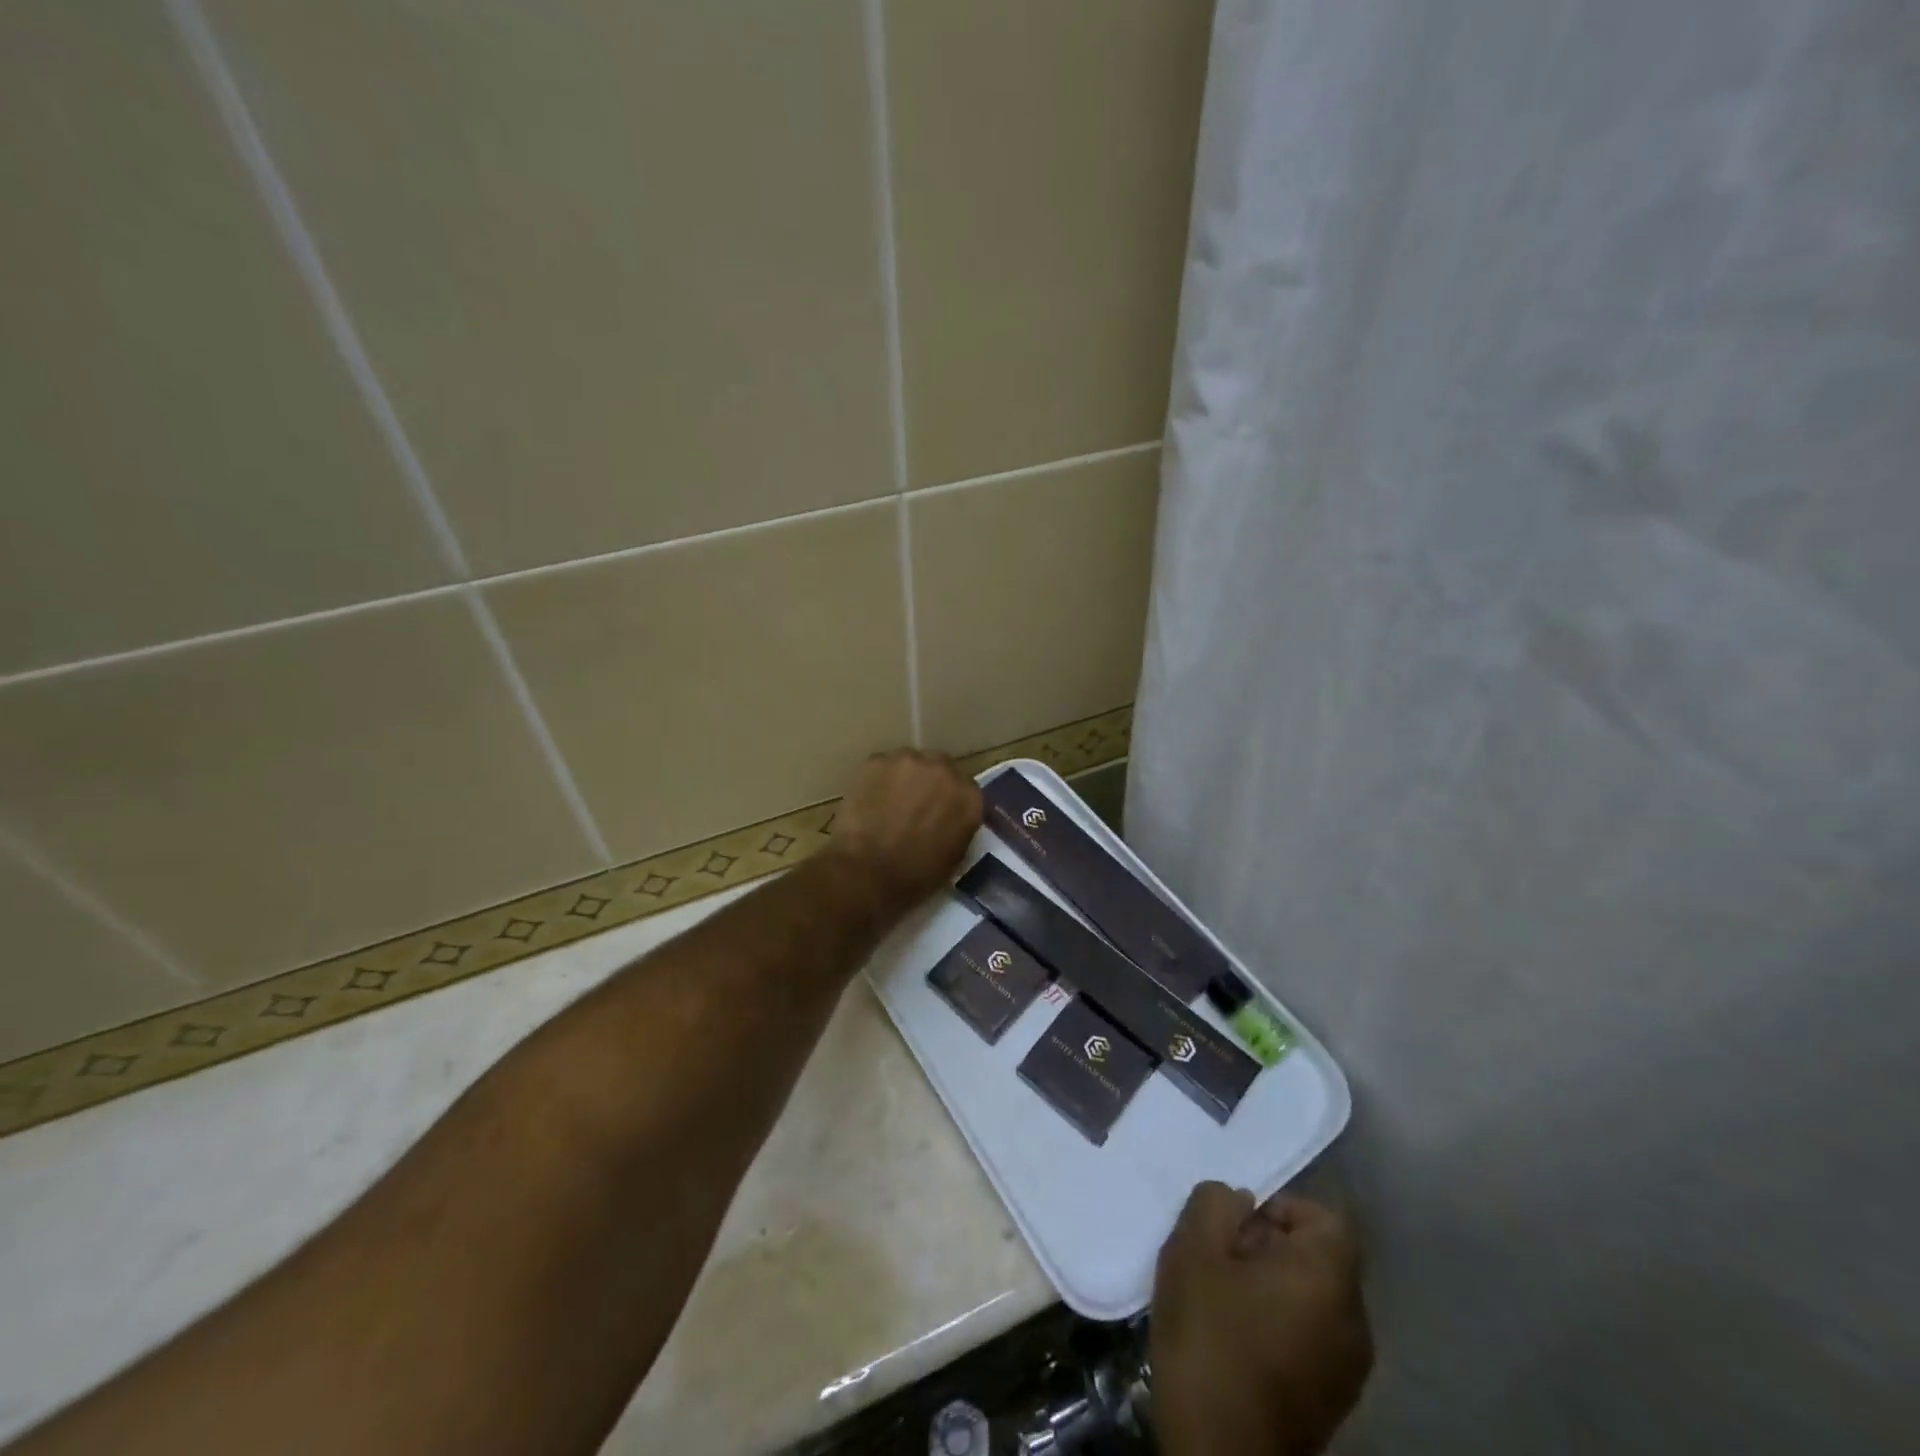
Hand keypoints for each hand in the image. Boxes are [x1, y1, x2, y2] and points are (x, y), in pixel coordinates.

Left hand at [830, 749, 982, 911]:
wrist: (867, 873)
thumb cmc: (915, 876)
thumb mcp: (954, 857)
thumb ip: (958, 827)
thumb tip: (948, 820)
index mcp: (969, 796)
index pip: (965, 790)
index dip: (950, 801)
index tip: (939, 813)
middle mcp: (944, 770)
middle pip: (940, 768)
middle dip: (929, 784)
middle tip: (913, 807)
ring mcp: (909, 760)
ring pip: (909, 764)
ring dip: (903, 779)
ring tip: (888, 804)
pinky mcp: (877, 760)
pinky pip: (882, 767)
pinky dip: (877, 781)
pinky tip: (868, 802)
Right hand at [1150, 1183, 1372, 1455]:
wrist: (1222, 1452)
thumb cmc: (1211, 1337)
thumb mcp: (1194, 1248)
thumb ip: (1215, 1203)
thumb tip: (1239, 1201)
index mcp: (1329, 1276)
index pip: (1326, 1217)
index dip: (1282, 1207)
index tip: (1239, 1225)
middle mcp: (1355, 1319)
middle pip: (1319, 1257)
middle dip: (1270, 1246)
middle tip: (1221, 1257)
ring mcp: (1349, 1368)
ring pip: (1313, 1298)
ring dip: (1272, 1287)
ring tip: (1223, 1298)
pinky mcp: (1333, 1402)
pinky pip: (1311, 1336)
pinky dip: (1279, 1324)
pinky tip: (1236, 1337)